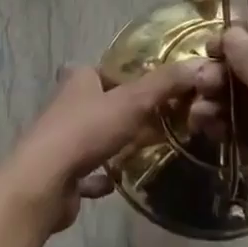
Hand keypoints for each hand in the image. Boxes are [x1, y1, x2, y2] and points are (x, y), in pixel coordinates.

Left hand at [1, 63, 197, 235]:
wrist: (45, 181)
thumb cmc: (86, 130)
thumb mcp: (133, 101)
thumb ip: (166, 84)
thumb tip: (201, 65)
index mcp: (78, 79)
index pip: (101, 69)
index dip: (123, 76)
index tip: (149, 88)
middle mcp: (65, 105)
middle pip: (98, 102)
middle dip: (121, 111)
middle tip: (155, 120)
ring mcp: (60, 140)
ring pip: (92, 136)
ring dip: (112, 143)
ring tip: (142, 149)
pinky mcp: (60, 172)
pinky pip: (86, 171)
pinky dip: (100, 176)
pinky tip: (117, 181)